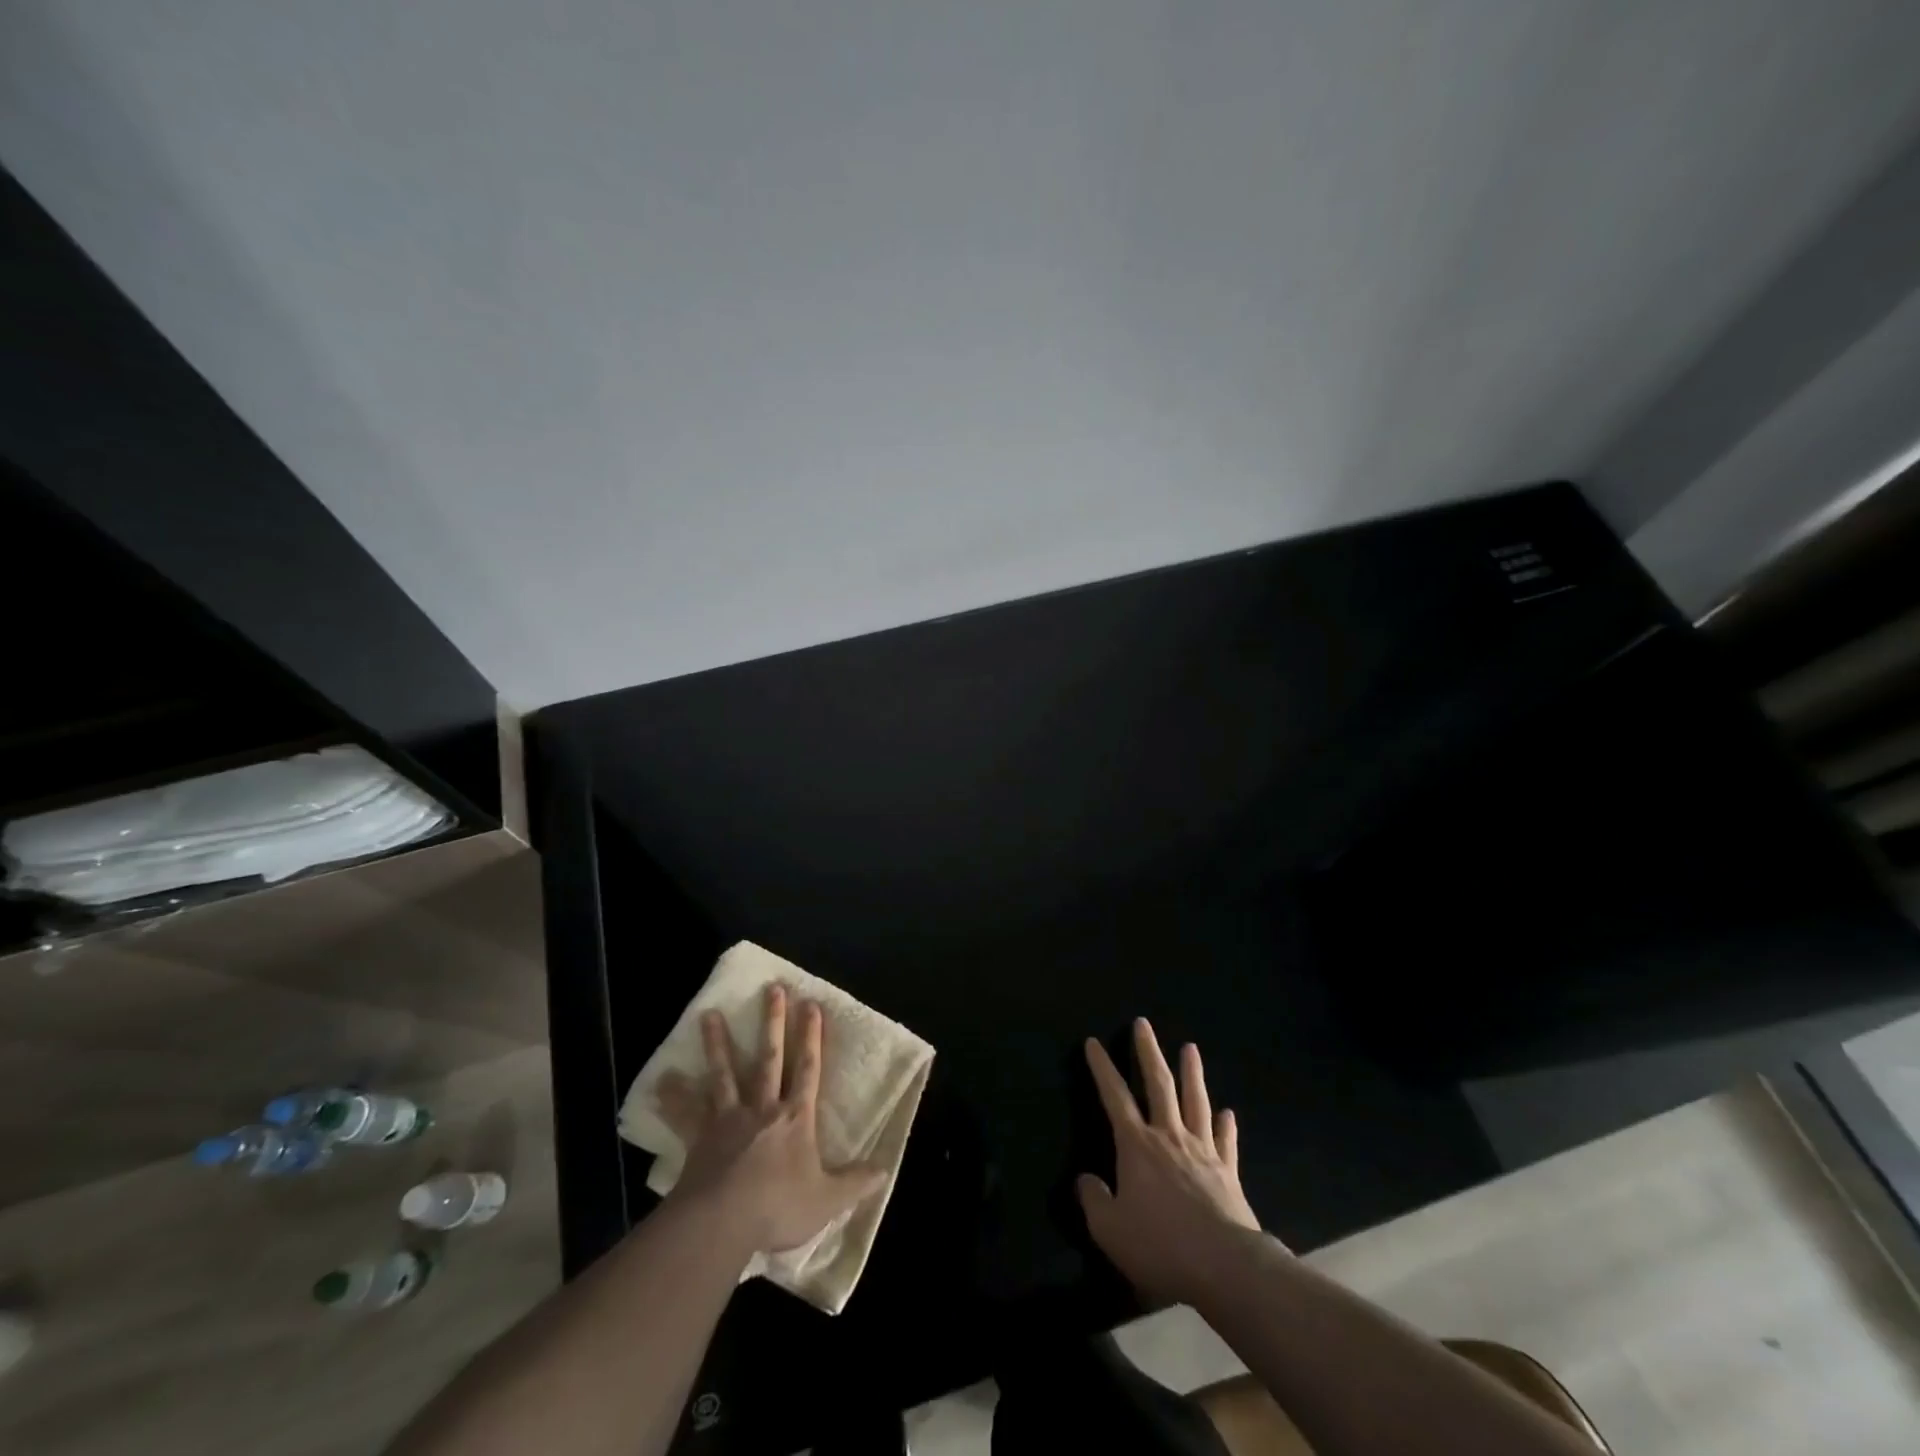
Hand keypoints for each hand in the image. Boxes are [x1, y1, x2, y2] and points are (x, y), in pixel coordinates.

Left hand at [656, 984, 886, 1255]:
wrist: (724, 1221)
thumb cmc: (779, 1207)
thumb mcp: (828, 1199)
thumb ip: (856, 1182)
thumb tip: (885, 1169)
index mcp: (796, 1118)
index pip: (808, 1068)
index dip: (812, 1036)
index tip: (811, 1004)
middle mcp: (763, 1108)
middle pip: (769, 1058)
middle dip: (773, 1022)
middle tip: (772, 988)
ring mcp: (728, 1120)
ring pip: (724, 1074)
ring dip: (717, 1044)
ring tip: (709, 1015)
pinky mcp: (701, 1138)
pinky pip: (686, 1115)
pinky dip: (673, 1098)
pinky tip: (660, 1081)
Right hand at [1079, 1018, 1261, 1304]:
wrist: (1225, 1266)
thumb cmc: (1161, 1245)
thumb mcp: (1110, 1230)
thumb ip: (1093, 1201)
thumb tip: (1085, 1180)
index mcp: (1137, 1145)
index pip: (1114, 1096)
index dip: (1102, 1068)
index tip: (1093, 1042)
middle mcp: (1169, 1136)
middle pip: (1159, 1084)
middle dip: (1148, 1052)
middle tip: (1143, 1023)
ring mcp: (1202, 1151)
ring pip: (1196, 1101)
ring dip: (1192, 1073)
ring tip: (1191, 1048)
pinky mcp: (1228, 1172)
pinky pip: (1226, 1141)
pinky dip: (1226, 1125)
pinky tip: (1228, 1112)